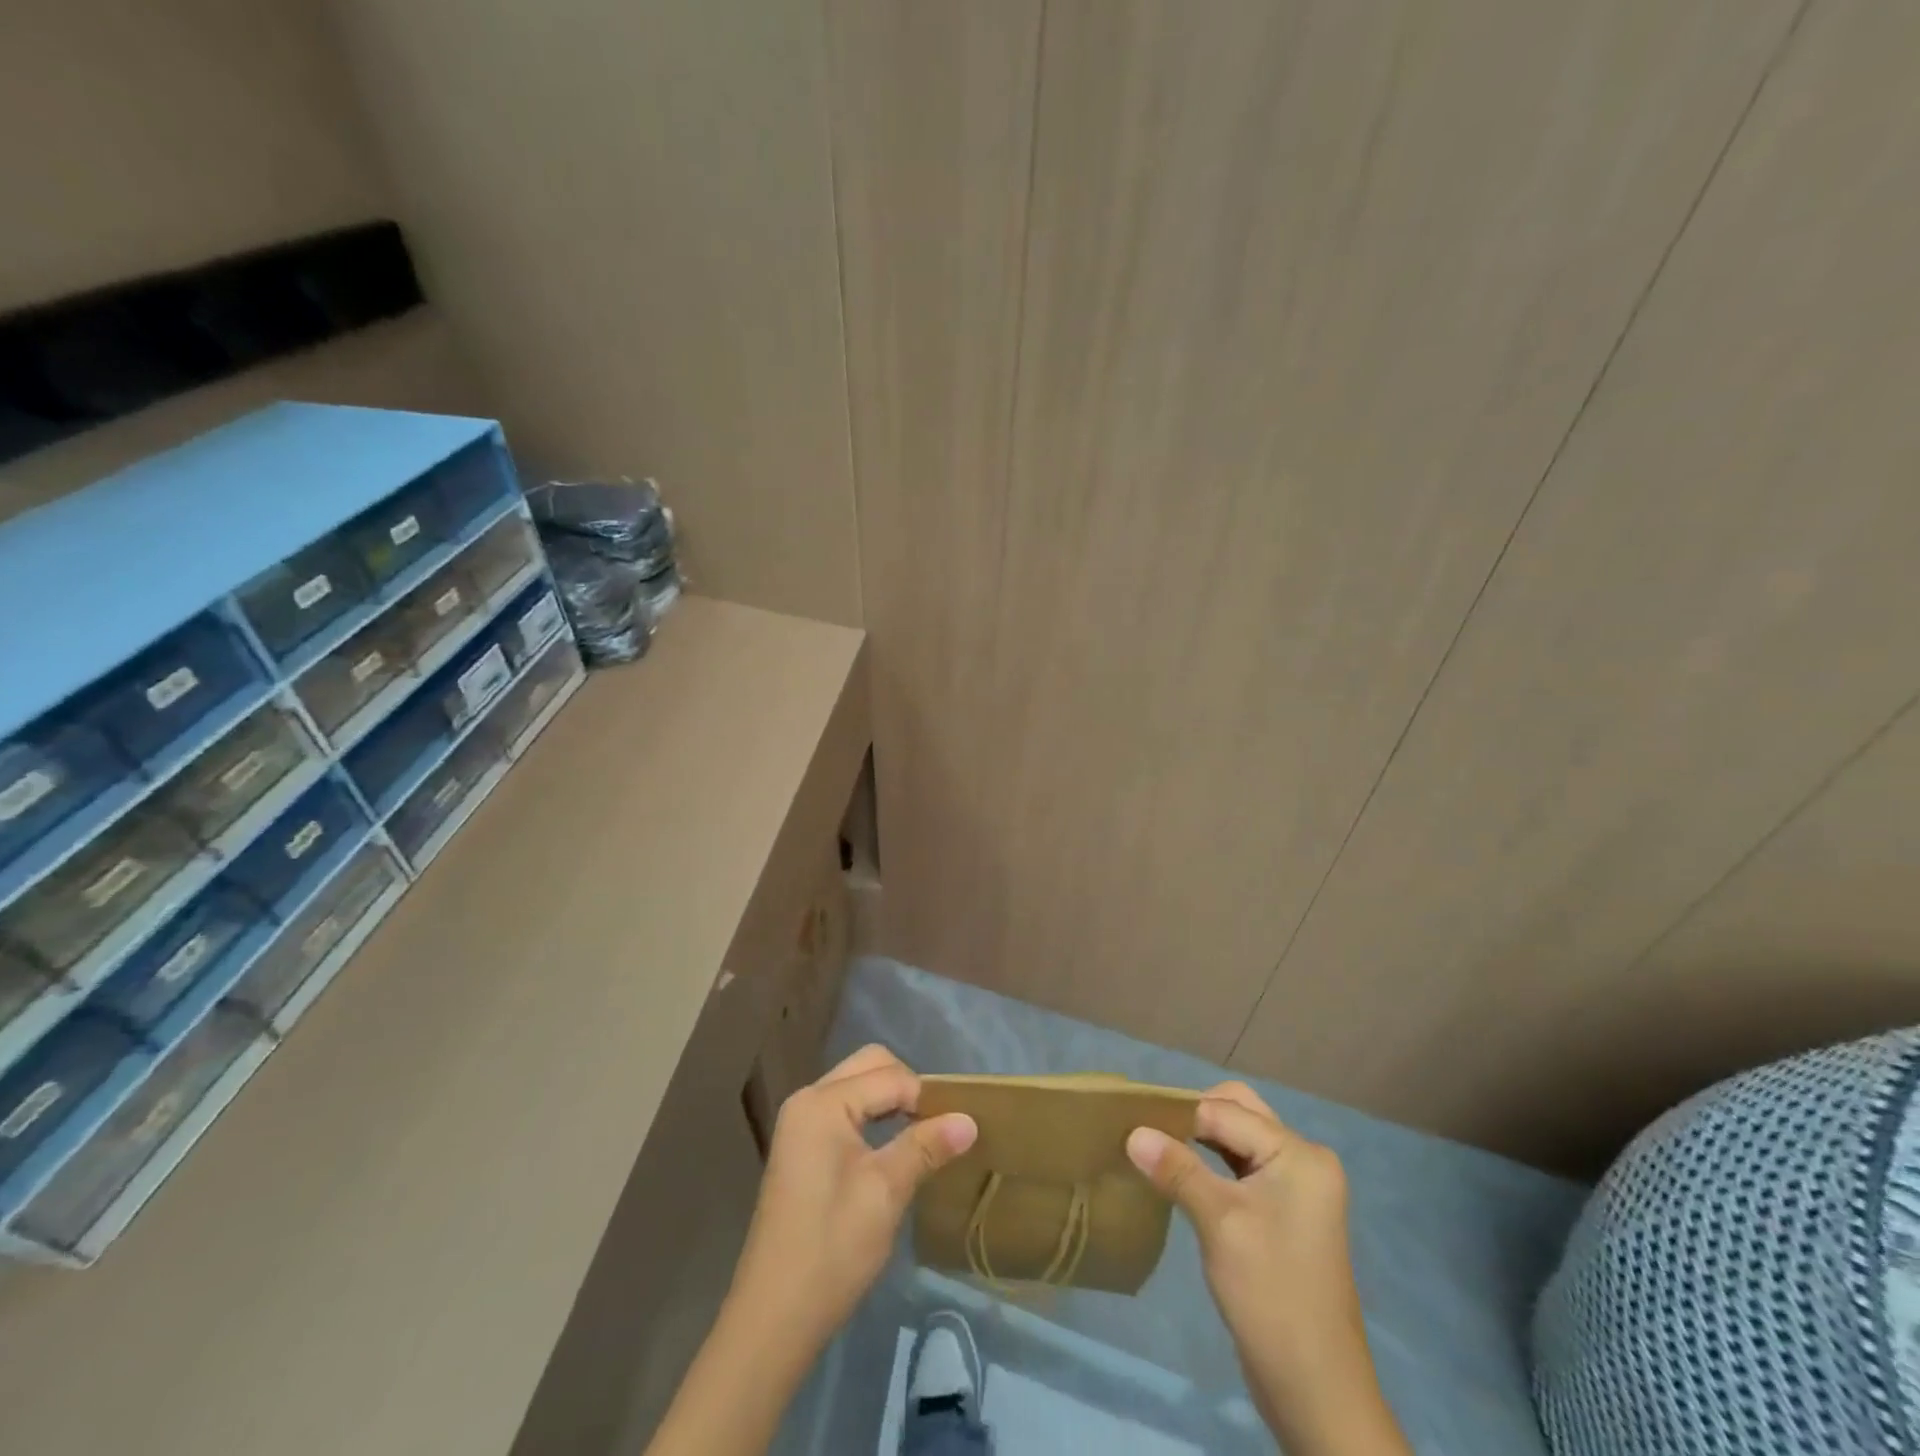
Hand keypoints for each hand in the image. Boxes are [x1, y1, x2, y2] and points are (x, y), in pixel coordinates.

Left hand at [726, 1045, 977, 1354]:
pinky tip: (893, 1147)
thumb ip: (926, 1147)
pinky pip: (846, 1109)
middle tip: (937, 1126)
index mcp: (823, 1102)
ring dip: (891, 1100)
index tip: (956, 1129)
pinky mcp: (801, 1146)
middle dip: (908, 1087)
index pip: (889, 1076)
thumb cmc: (832, 1249)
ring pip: (858, 1085)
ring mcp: (800, 1123)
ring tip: (923, 1136)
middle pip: (870, 1066)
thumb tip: (969, 1120)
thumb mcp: (886, 1192)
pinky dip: (873, 1116)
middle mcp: (807, 1099)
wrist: (773, 1318)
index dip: (926, 1098)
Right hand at [1127, 1082, 1409, 1455]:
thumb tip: (1132, 1131)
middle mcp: (1303, 1160)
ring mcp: (1296, 1187)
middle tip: (1147, 1129)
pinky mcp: (1284, 1212)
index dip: (1179, 1113)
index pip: (1227, 1113)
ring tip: (1155, 1145)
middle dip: (1192, 1116)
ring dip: (1199, 1138)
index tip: (1132, 1115)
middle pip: (1238, 1113)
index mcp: (1299, 1154)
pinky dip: (1211, 1163)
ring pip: (1239, 1139)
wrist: (1316, 1391)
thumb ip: (1177, 1169)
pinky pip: (1242, 1167)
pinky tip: (1180, 1173)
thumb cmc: (1270, 1295)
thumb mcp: (1219, 1224)